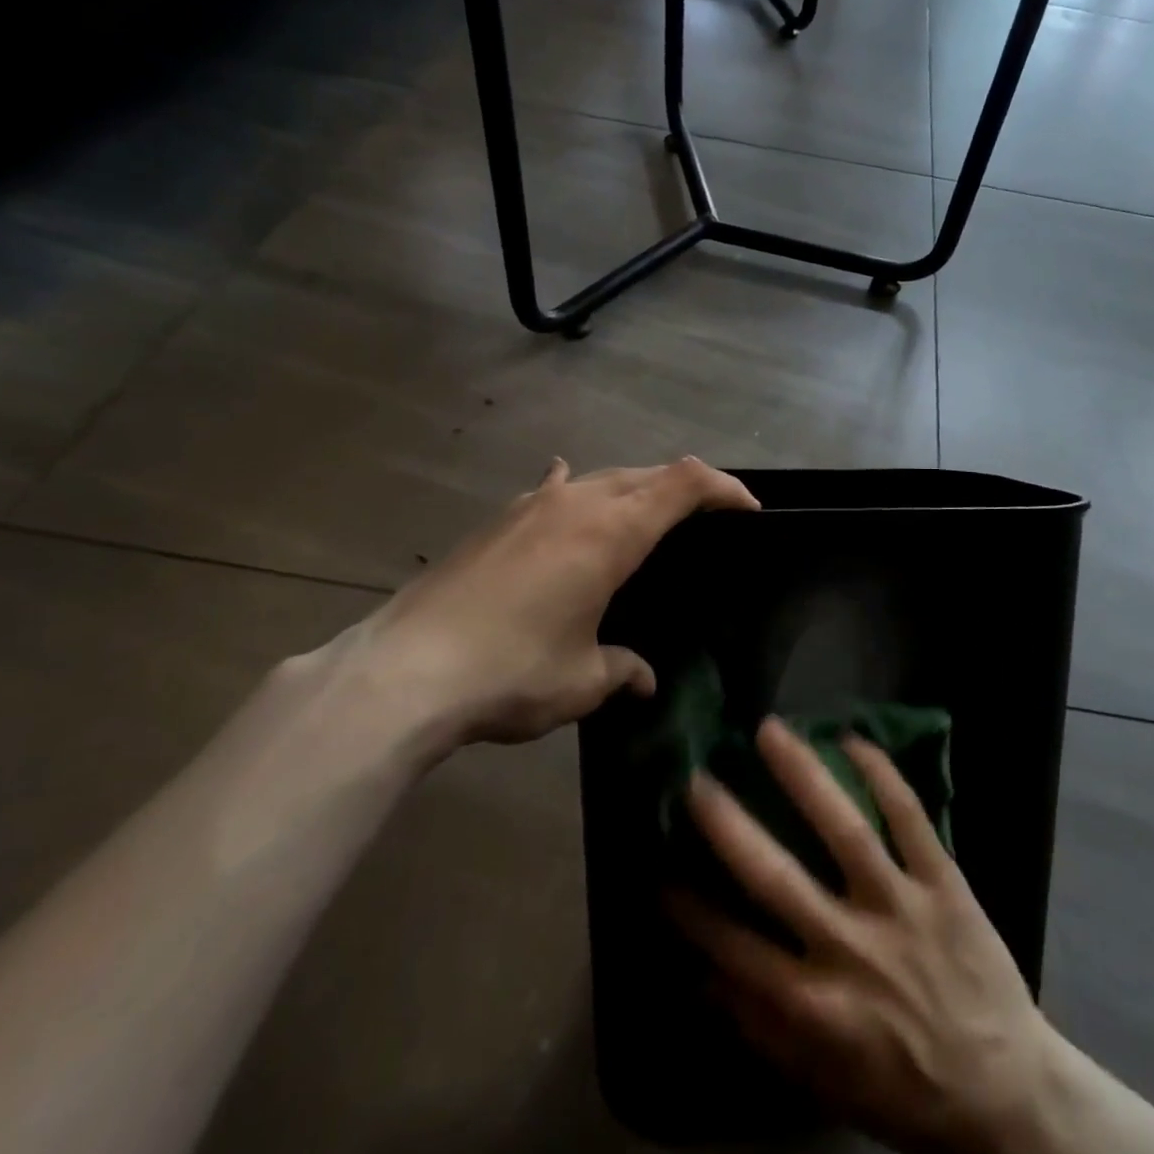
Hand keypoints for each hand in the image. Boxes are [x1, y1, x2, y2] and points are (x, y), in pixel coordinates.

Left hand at [298, 457, 757, 760]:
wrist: (404, 670)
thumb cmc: (511, 671)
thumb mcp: (581, 680)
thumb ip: (622, 671)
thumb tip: (643, 679)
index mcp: (611, 531)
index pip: (684, 484)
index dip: (724, 487)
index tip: (749, 509)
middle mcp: (576, 502)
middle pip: (646, 474)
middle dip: (685, 488)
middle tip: (709, 517)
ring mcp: (532, 505)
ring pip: (601, 478)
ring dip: (633, 489)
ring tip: (647, 517)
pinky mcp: (498, 521)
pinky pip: (553, 491)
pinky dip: (575, 490)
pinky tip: (567, 491)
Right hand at [671, 718, 1062, 1153]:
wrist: (1009, 1093)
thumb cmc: (907, 1090)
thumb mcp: (826, 1083)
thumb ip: (761, 1030)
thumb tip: (699, 979)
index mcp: (818, 1006)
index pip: (735, 950)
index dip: (692, 911)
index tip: (658, 870)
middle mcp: (852, 948)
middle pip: (777, 878)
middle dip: (729, 826)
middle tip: (695, 779)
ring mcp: (901, 906)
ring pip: (845, 829)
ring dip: (803, 775)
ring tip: (770, 731)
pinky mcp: (945, 882)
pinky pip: (911, 818)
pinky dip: (883, 774)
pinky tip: (852, 738)